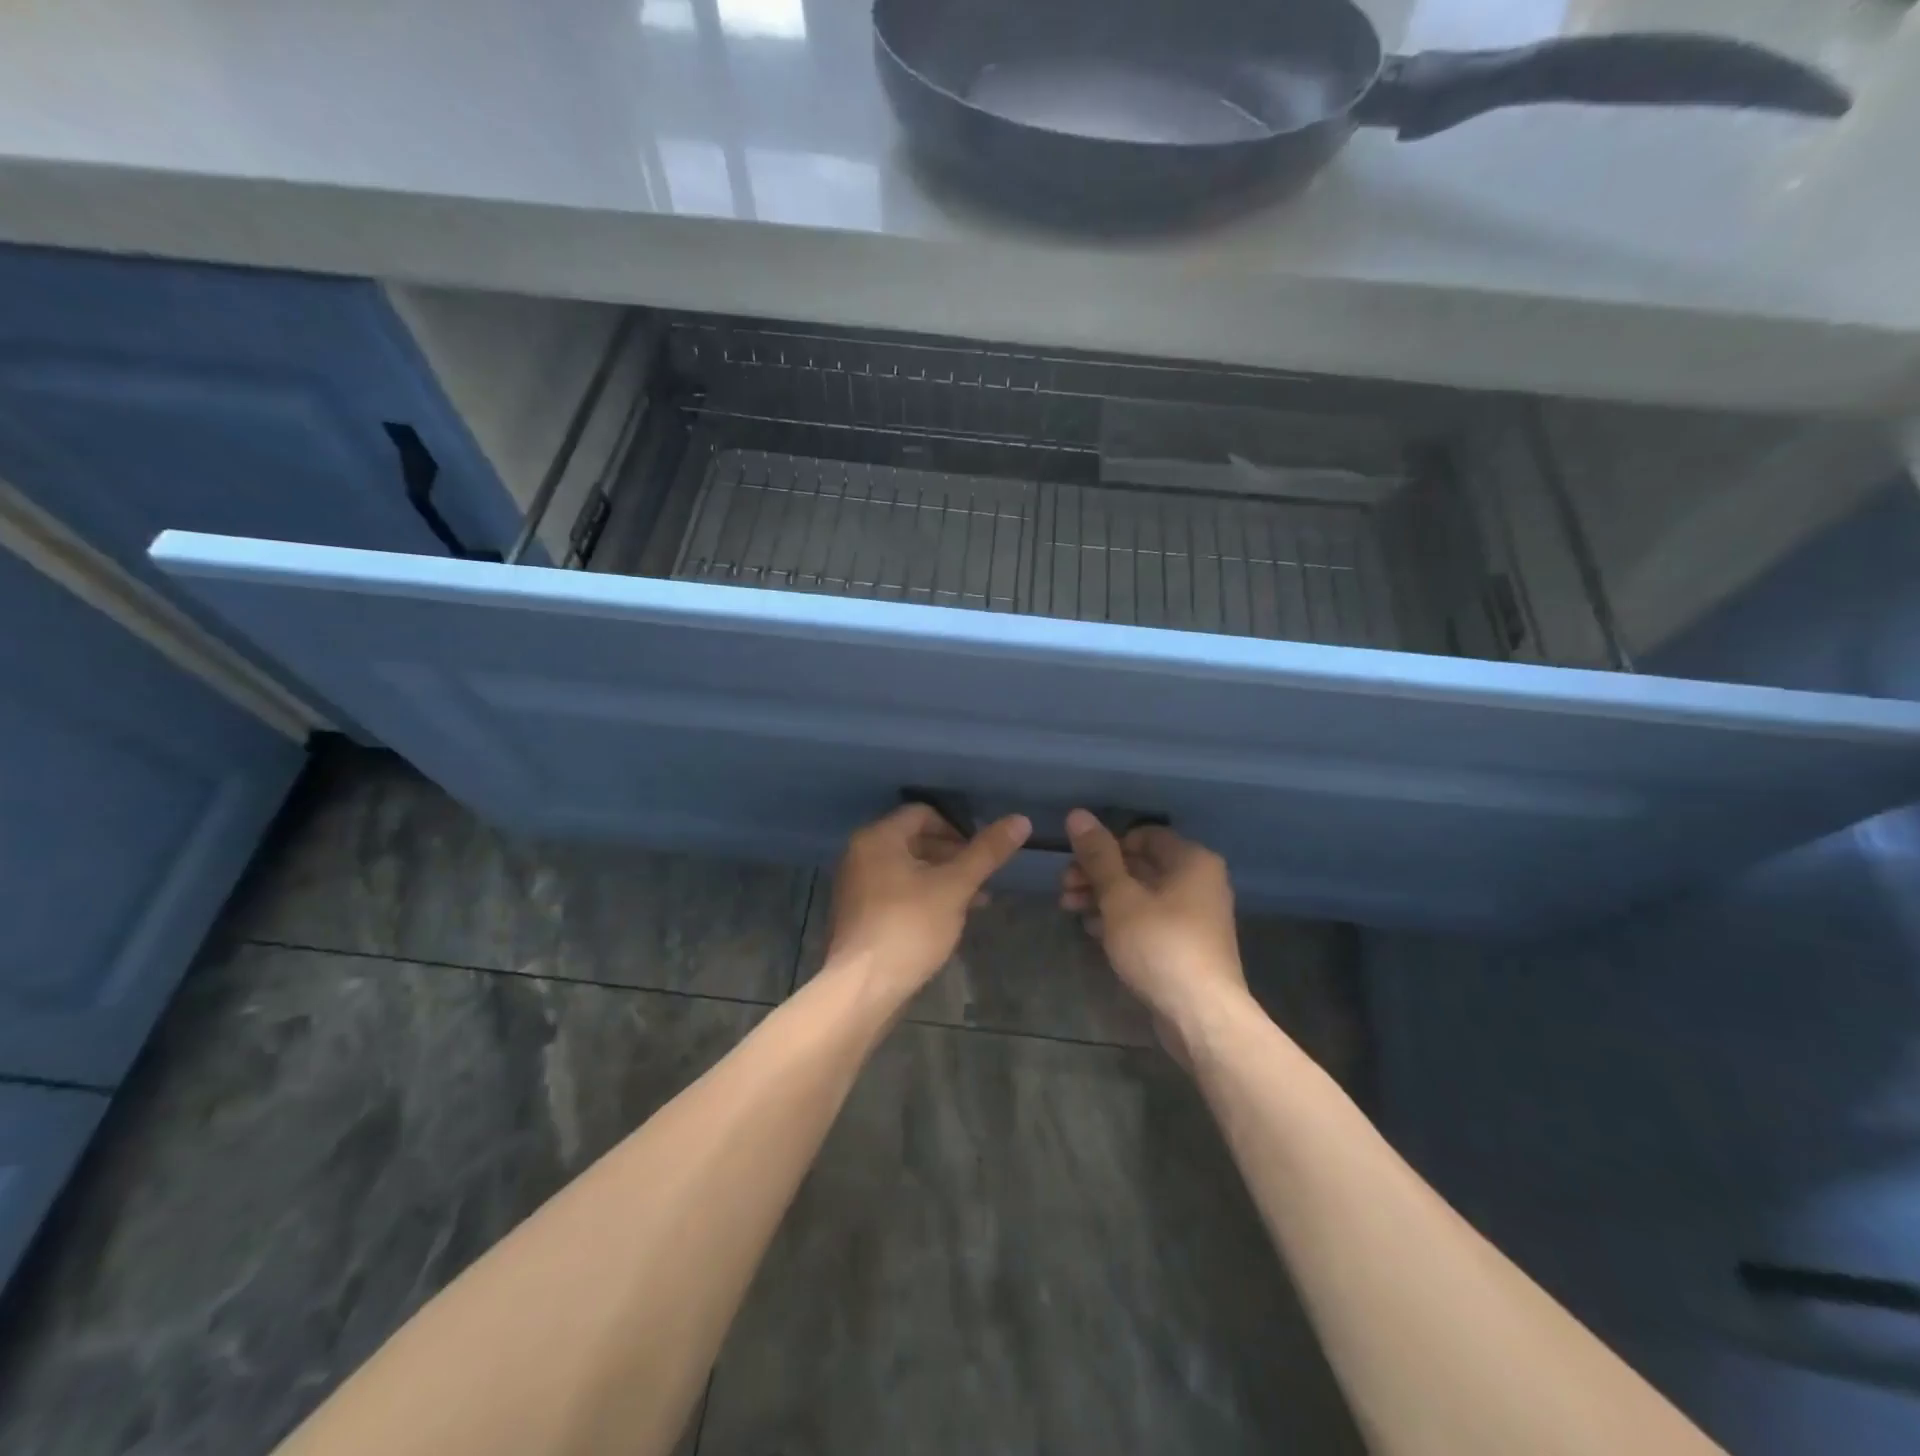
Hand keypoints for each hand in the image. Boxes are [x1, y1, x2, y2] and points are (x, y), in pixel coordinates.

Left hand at [823, 803, 1030, 1005]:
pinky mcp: (859, 916)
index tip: (981, 851)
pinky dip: (923, 897)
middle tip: (982, 877)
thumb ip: (986, 852)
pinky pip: (896, 893)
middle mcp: (860, 855)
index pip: (922, 813)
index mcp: (878, 838)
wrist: (864, 988)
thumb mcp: (955, 886)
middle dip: (953, 856)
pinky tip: (948, 919)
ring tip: (975, 901)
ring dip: (942, 879)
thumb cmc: (910, 926)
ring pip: (908, 870)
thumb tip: (1020, 820)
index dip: (956, 827)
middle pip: (914, 841)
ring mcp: (856, 887)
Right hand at [1060, 811, 1249, 1055]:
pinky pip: (1149, 920)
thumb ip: (1098, 856)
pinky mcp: (1186, 945)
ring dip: (1103, 897)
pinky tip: (1092, 931)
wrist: (1201, 1015)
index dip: (1106, 845)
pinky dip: (1121, 920)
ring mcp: (1195, 915)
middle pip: (1139, 864)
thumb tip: (1077, 814)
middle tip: (1064, 888)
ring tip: (1069, 909)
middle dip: (1097, 874)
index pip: (1143, 835)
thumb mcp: (1120, 897)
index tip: (1076, 862)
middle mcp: (1199, 881)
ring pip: (1141, 894)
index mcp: (1191, 860)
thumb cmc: (1160, 945)